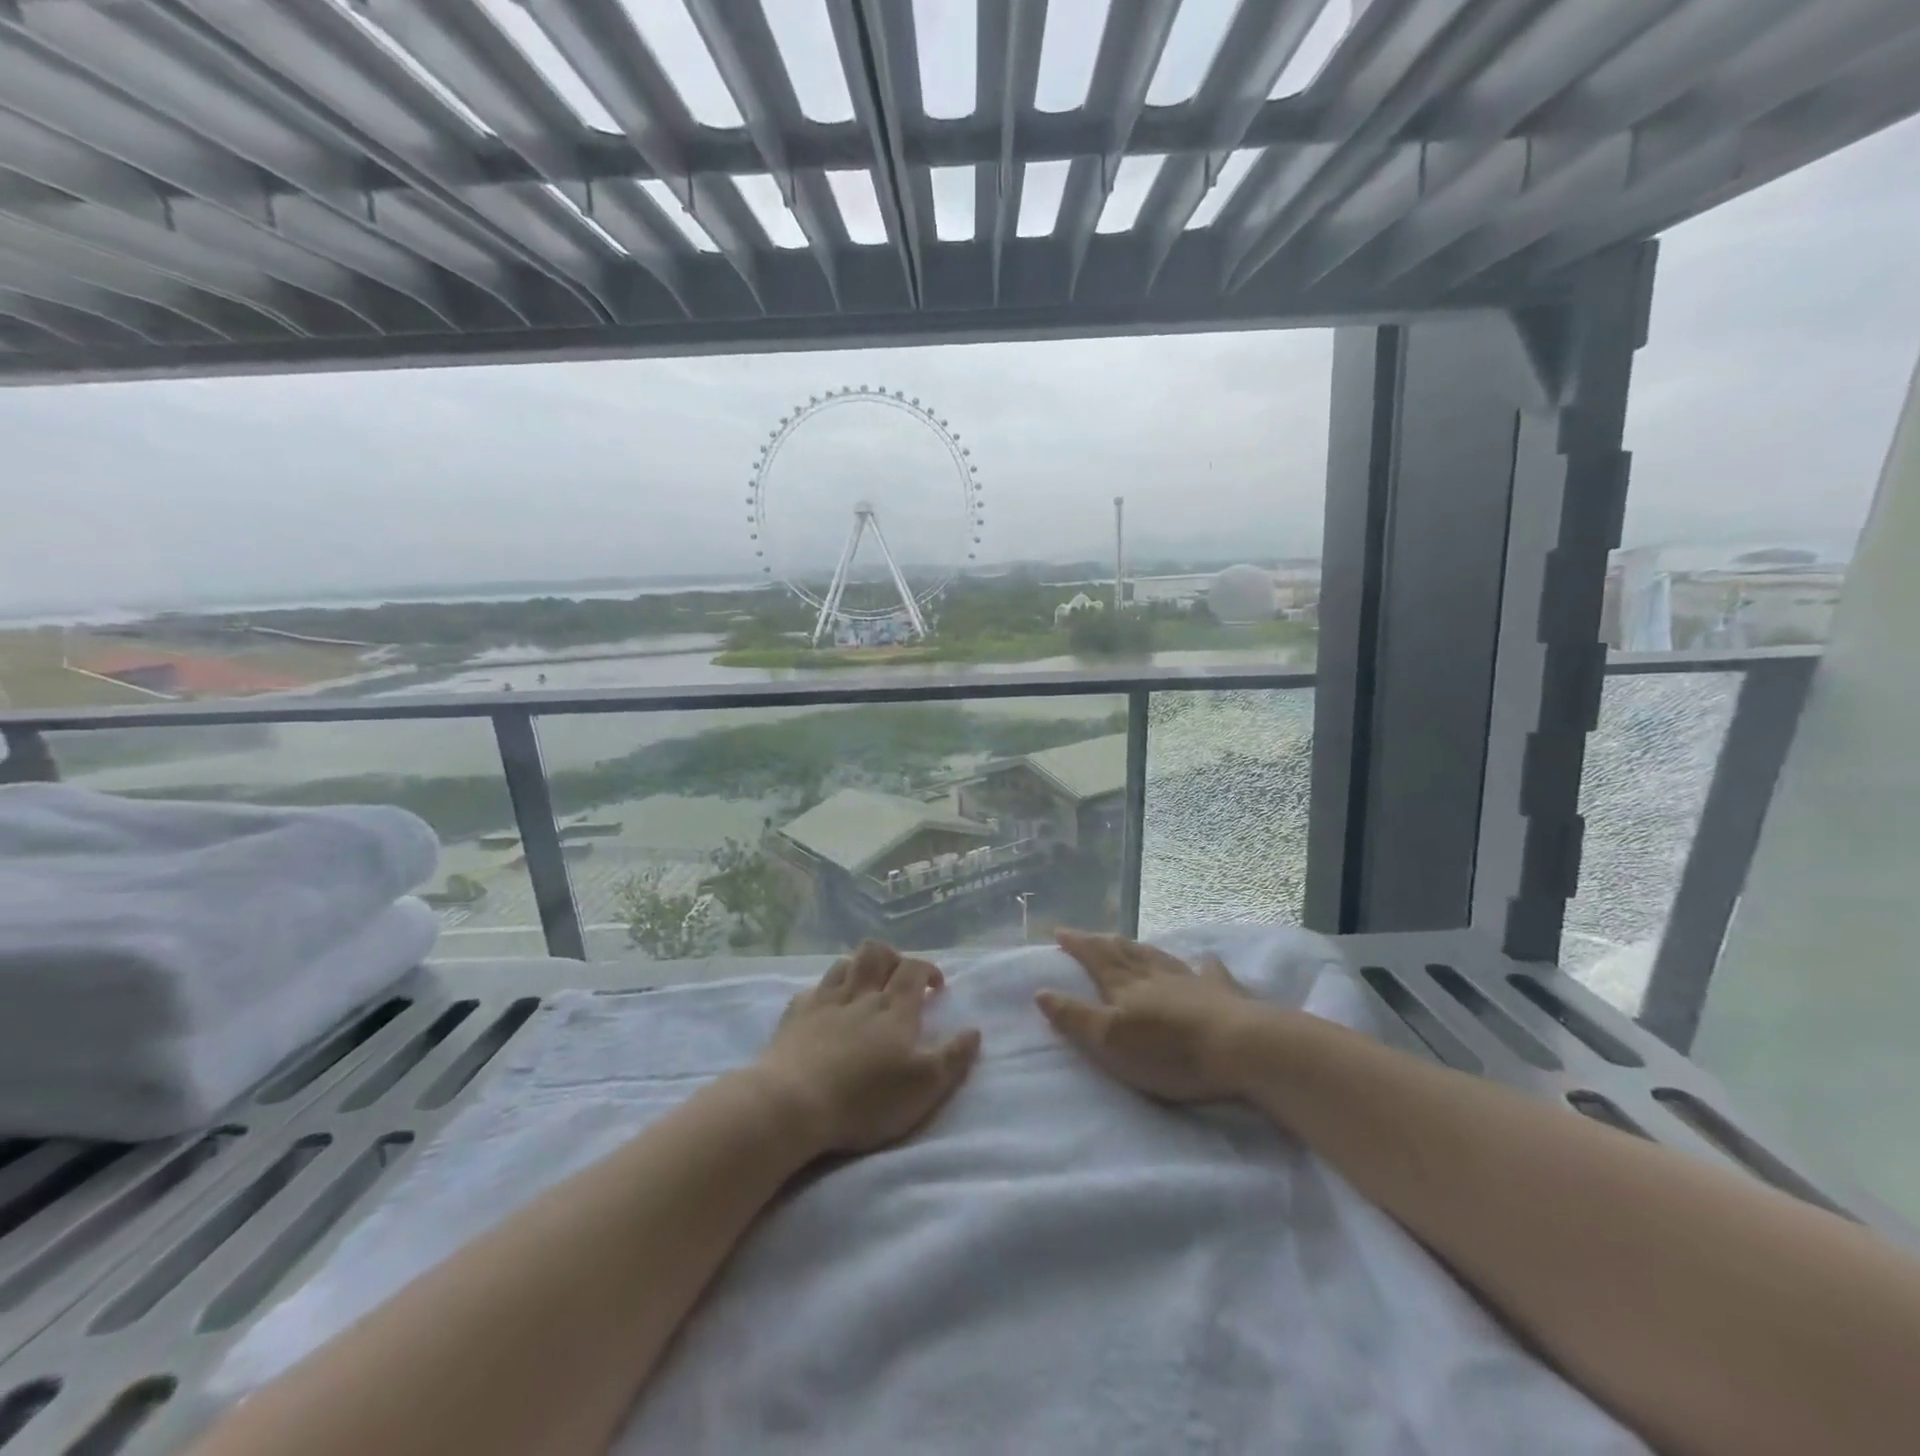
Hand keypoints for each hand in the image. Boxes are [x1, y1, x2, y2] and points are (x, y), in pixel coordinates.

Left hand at [754, 940, 980, 1154]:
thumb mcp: (923, 1088)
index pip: (914, 969)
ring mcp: (824, 1001)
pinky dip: (825, 991)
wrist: (792, 1104)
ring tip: (865, 987)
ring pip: (844, 964)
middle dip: (891, 957)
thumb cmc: (865, 1099)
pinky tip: (826, 1007)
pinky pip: (813, 989)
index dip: (927, 970)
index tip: (935, 986)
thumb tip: (974, 1030)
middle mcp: (861, 994)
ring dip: (858, 968)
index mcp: (894, 1008)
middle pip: (876, 953)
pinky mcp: (795, 1015)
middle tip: (899, 977)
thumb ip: (953, 1058)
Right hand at [1038, 930, 1251, 1102]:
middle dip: (1103, 943)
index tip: (1060, 932)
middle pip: (1125, 952)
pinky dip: (1202, 964)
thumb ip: (1074, 1016)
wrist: (1240, 1047)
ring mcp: (1191, 981)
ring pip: (1159, 957)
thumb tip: (1040, 990)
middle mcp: (1155, 975)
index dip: (1077, 944)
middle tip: (1090, 935)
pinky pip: (1209, 972)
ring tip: (1131, 943)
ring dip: (1141, 948)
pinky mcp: (1224, 994)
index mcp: (1125, 985)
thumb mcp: (1110, 1041)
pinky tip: (1205, 959)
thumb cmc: (1169, 1050)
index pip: (1095, 957)